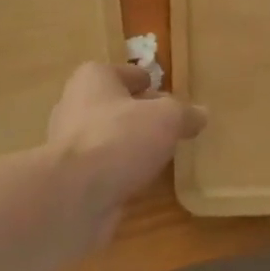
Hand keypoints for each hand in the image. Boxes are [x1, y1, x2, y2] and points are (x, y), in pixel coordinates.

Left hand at [45, 61, 205, 247]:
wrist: (73, 196)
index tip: (170, 98)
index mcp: (94, 78)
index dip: (151, 84)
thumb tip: (201, 113)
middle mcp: (75, 104)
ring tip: (158, 155)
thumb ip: (185, 114)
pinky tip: (139, 181)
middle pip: (117, 105)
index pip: (129, 74)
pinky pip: (102, 167)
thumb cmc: (119, 138)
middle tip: (169, 128)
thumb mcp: (166, 119)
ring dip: (129, 145)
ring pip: (108, 137)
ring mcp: (68, 142)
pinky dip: (118, 171)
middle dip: (140, 115)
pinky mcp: (69, 176)